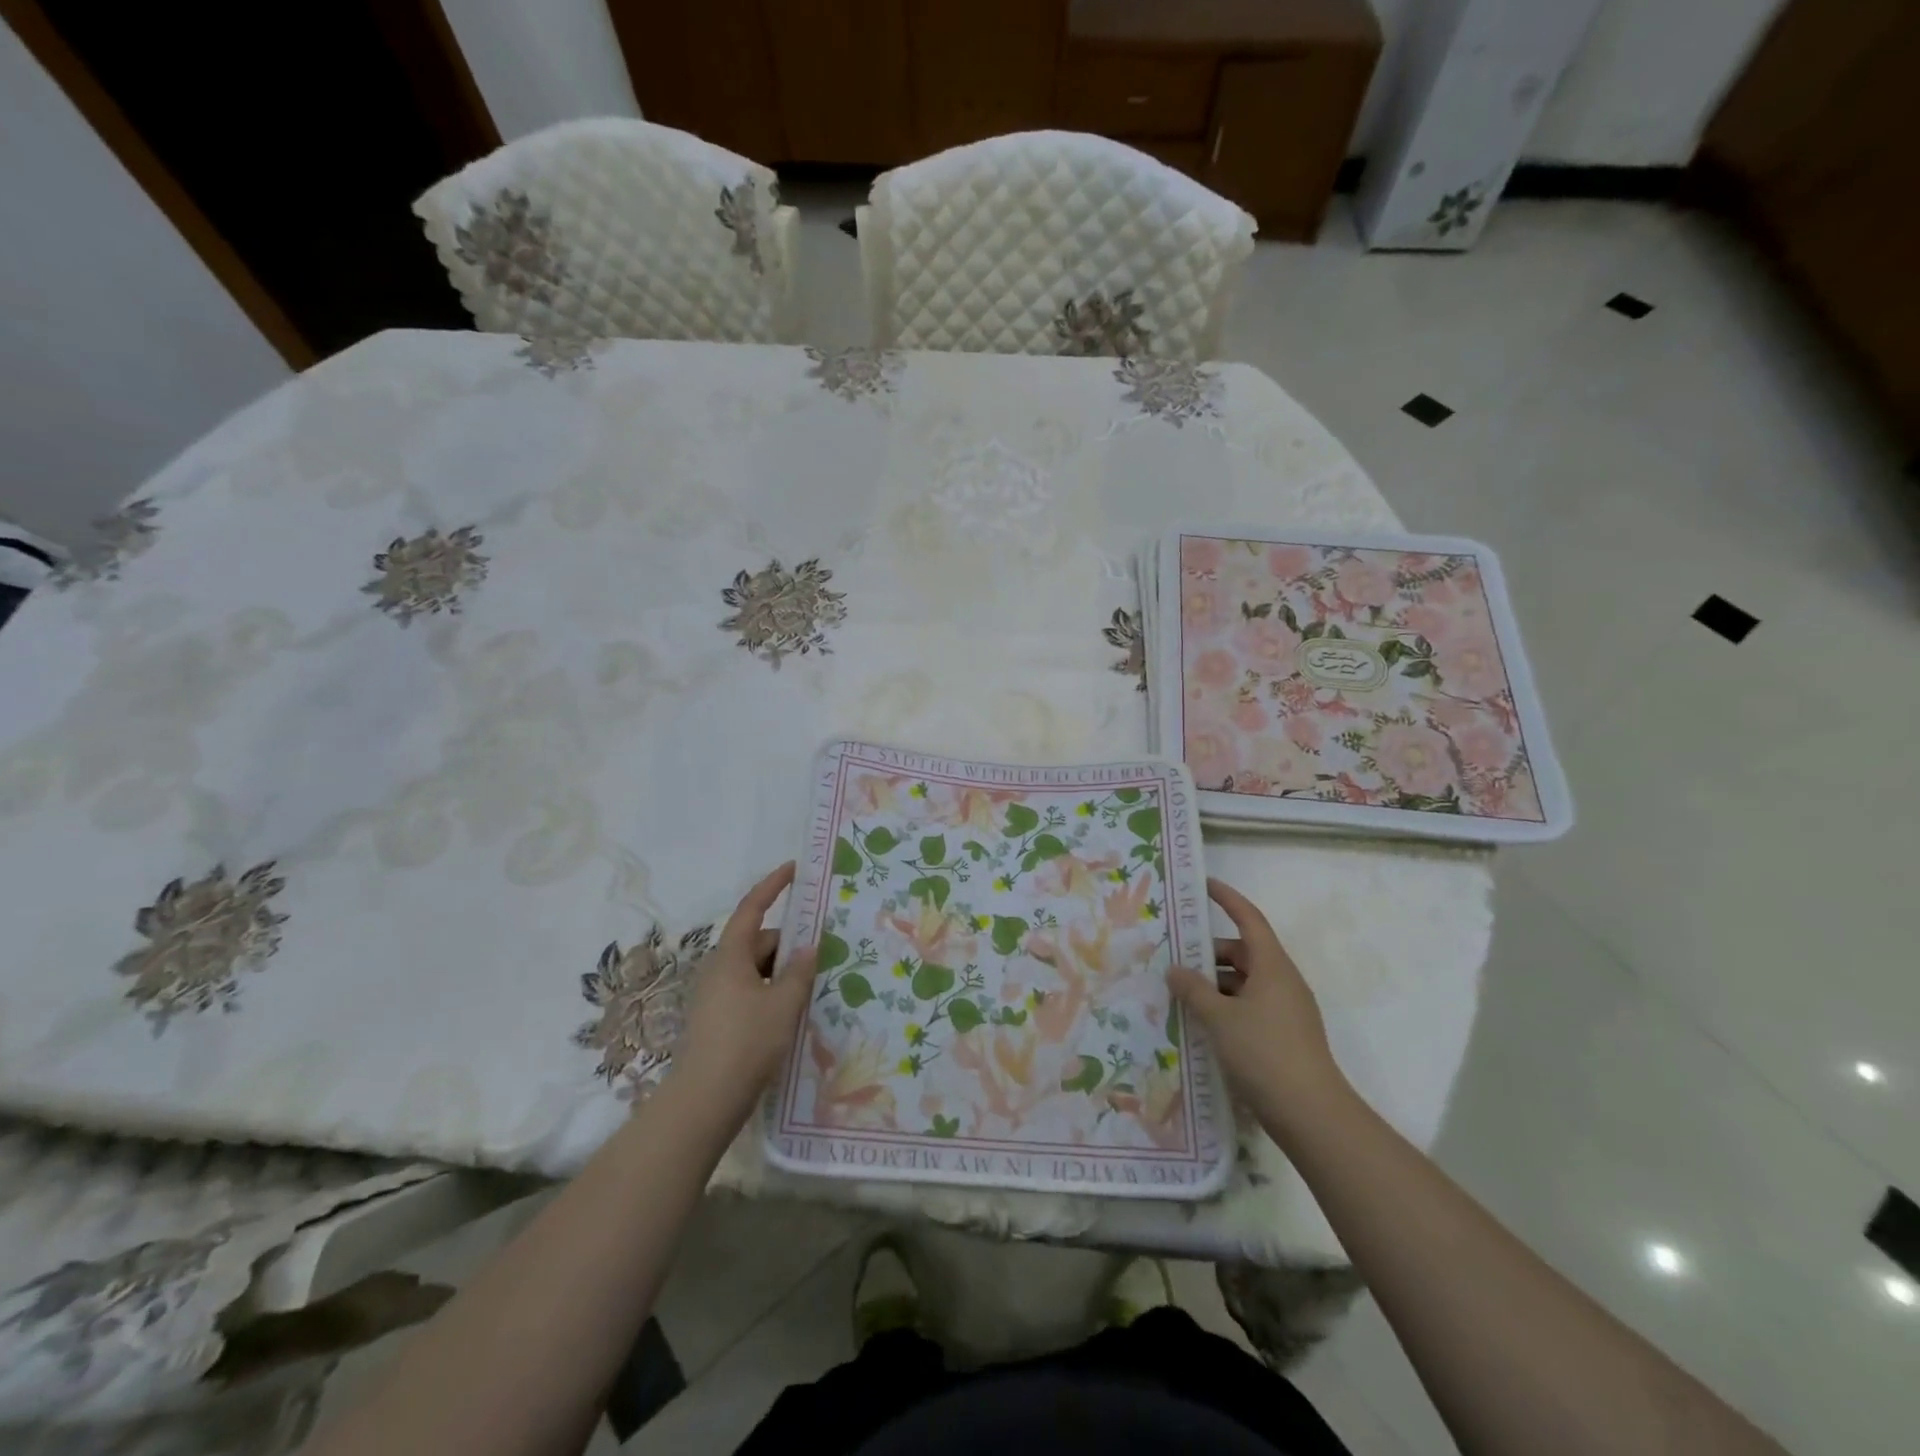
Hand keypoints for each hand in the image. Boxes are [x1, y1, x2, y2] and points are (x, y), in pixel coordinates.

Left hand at [670, 863, 818, 1120]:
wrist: (703, 1103)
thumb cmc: (746, 1044)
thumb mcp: (783, 1004)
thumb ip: (799, 971)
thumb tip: (808, 947)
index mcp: (731, 956)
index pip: (752, 908)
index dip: (773, 885)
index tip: (795, 869)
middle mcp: (719, 970)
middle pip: (759, 942)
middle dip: (790, 943)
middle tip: (824, 952)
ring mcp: (716, 996)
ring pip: (757, 970)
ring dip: (783, 972)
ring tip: (814, 986)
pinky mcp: (719, 1021)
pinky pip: (752, 991)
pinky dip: (773, 992)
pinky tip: (793, 1012)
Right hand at [1168, 877, 1348, 1127]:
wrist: (1312, 1115)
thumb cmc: (1265, 1053)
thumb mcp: (1219, 1018)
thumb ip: (1193, 990)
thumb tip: (1174, 969)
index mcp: (1272, 966)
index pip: (1249, 918)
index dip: (1227, 898)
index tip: (1203, 884)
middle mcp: (1282, 981)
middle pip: (1244, 952)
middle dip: (1210, 953)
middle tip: (1174, 958)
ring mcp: (1286, 1010)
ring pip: (1245, 982)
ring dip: (1215, 984)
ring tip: (1181, 995)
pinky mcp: (1284, 1035)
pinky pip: (1249, 1006)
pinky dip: (1226, 1007)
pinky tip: (1201, 1024)